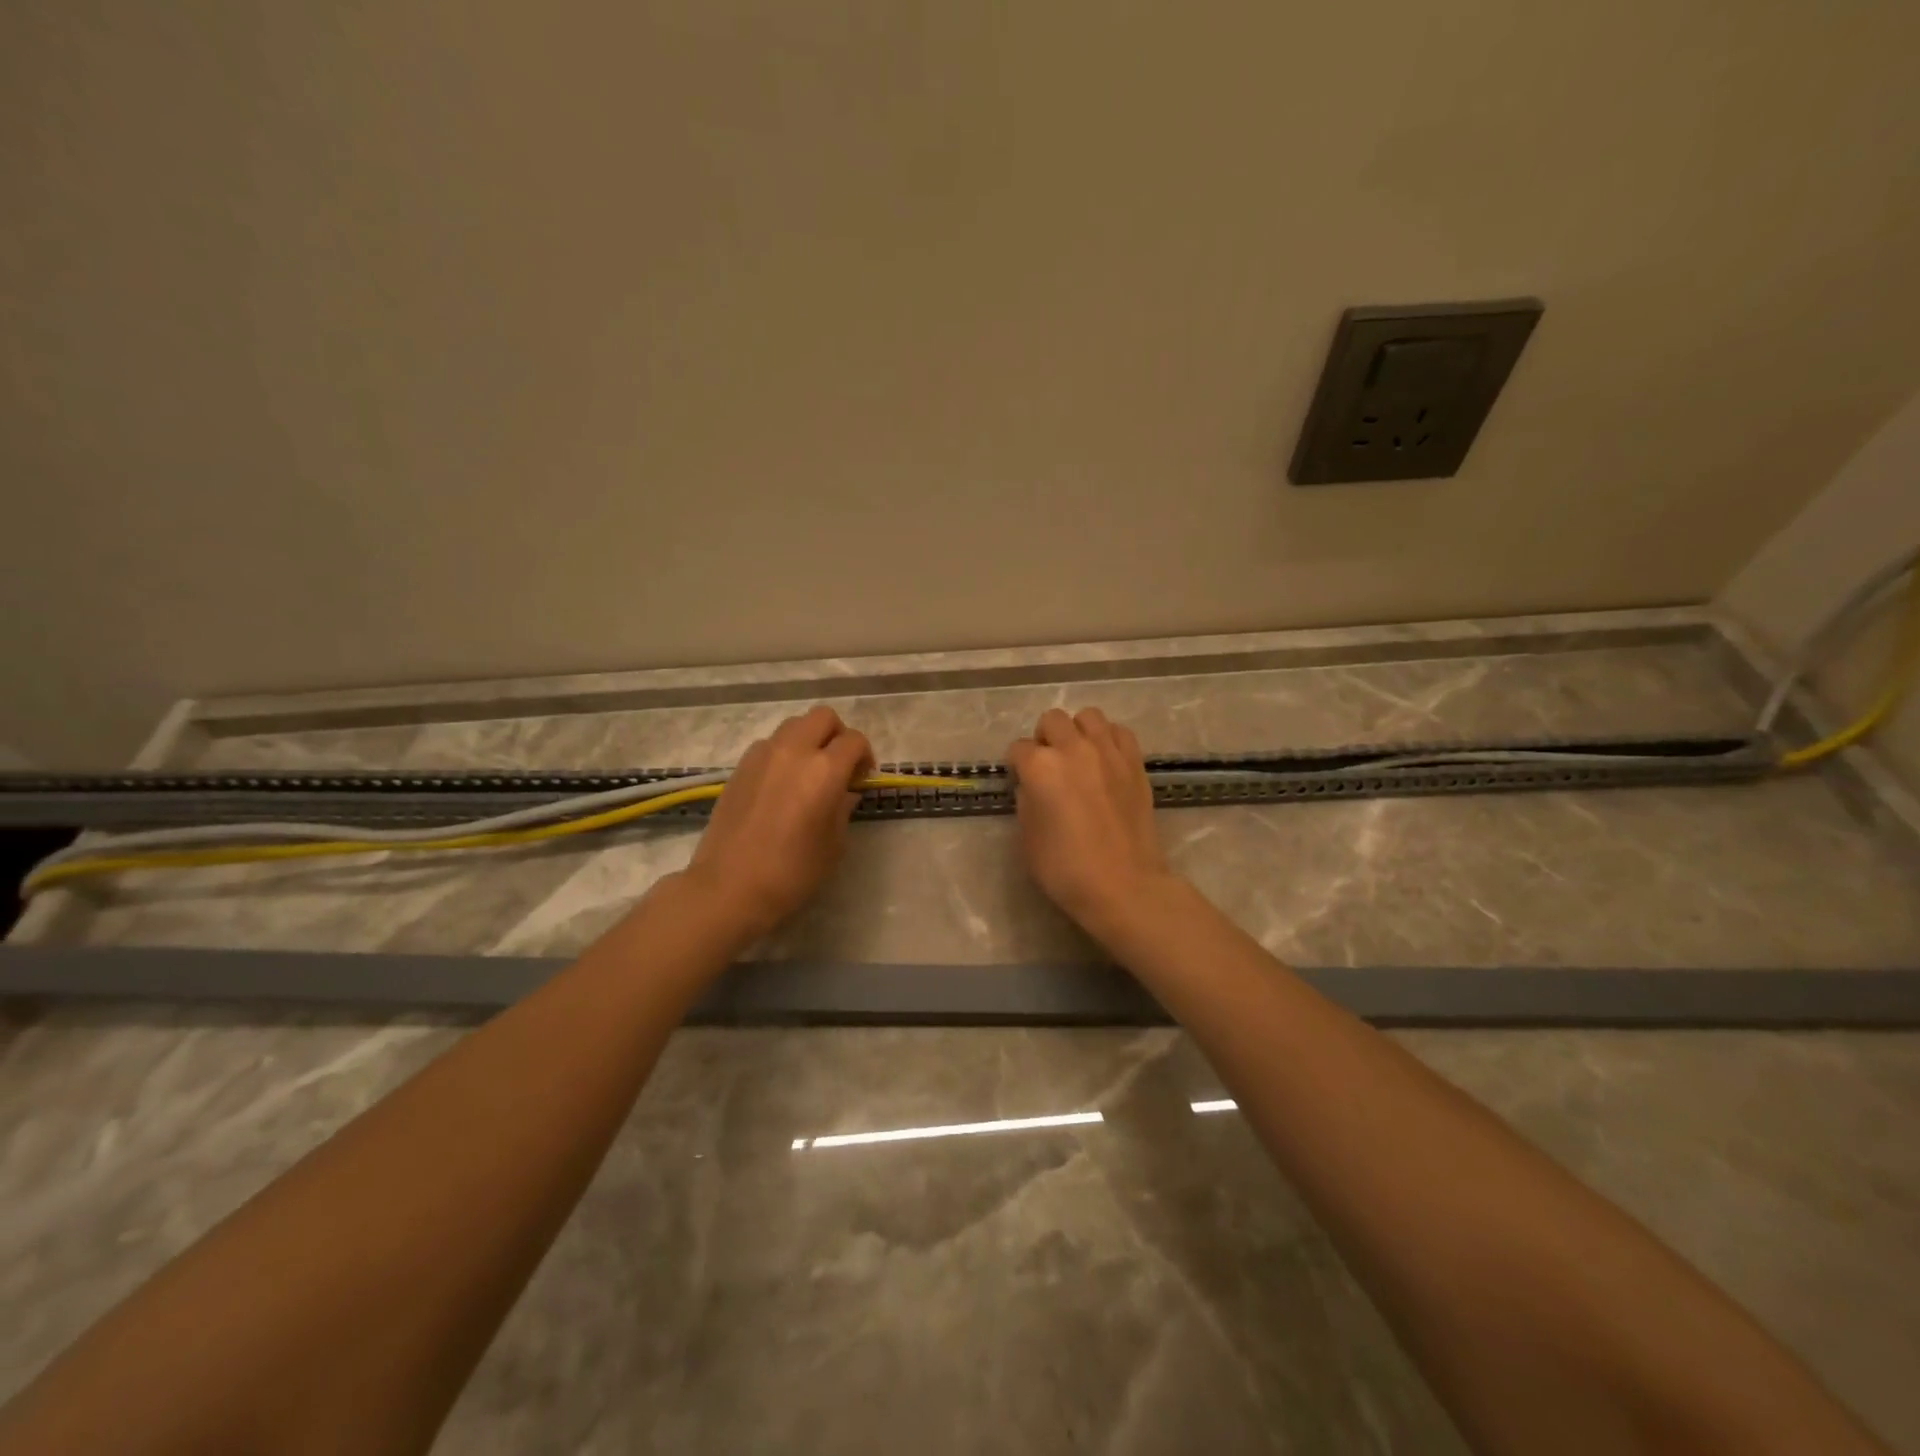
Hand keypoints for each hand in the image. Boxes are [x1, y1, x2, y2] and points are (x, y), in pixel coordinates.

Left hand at [682, 705, 873, 940]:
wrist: (729, 887)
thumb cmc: (792, 872)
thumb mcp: (834, 844)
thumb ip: (843, 808)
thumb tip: (845, 791)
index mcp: (824, 770)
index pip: (854, 740)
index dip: (865, 756)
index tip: (862, 779)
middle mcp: (794, 751)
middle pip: (823, 717)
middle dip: (837, 735)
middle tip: (839, 766)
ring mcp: (762, 755)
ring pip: (793, 726)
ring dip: (808, 740)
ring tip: (808, 773)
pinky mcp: (740, 767)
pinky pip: (769, 745)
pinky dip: (783, 753)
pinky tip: (781, 785)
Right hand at [1008, 708, 1174, 933]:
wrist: (1124, 885)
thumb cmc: (1066, 869)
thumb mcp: (1028, 838)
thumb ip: (1026, 801)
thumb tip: (1033, 786)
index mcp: (1040, 767)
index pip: (1018, 749)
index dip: (1017, 765)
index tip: (1022, 782)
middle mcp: (1073, 749)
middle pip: (1052, 720)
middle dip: (1045, 738)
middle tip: (1049, 765)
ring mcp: (1108, 752)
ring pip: (1088, 716)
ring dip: (1078, 731)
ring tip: (1079, 756)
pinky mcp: (1135, 762)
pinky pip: (1119, 732)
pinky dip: (1108, 739)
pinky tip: (1105, 761)